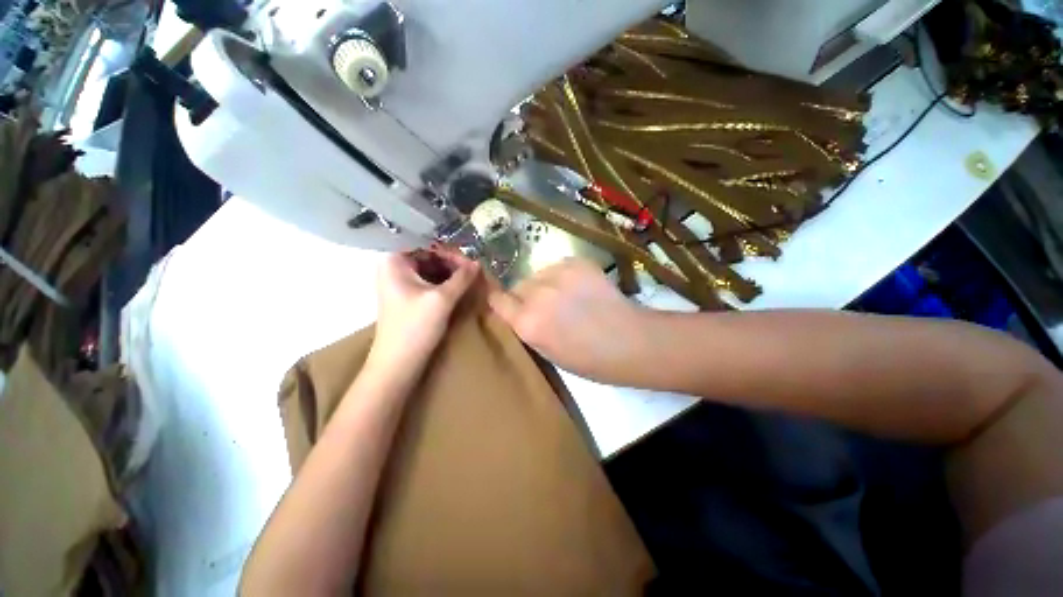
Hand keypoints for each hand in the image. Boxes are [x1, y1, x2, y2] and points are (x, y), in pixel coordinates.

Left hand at [369, 249, 478, 369]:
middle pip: (429, 255)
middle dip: (453, 263)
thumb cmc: (415, 327)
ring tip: (470, 280)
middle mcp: (394, 267)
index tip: (472, 263)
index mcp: (394, 261)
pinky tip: (459, 289)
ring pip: (431, 269)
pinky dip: (445, 283)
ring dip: (451, 274)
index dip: (452, 252)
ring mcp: (400, 282)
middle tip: (474, 272)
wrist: (398, 363)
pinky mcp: (407, 296)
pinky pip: (429, 281)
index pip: (428, 244)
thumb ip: (462, 277)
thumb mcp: (442, 299)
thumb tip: (478, 263)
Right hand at [487, 258, 650, 383]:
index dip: (501, 302)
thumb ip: (527, 329)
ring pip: (537, 274)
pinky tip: (579, 288)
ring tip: (565, 296)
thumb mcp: (548, 352)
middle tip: (545, 307)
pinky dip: (562, 276)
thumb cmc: (589, 360)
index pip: (497, 300)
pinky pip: (558, 266)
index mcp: (527, 323)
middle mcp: (537, 294)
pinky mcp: (577, 262)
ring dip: (544, 284)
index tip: (506, 304)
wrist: (630, 341)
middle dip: (526, 296)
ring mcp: (558, 275)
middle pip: (517, 286)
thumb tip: (518, 312)